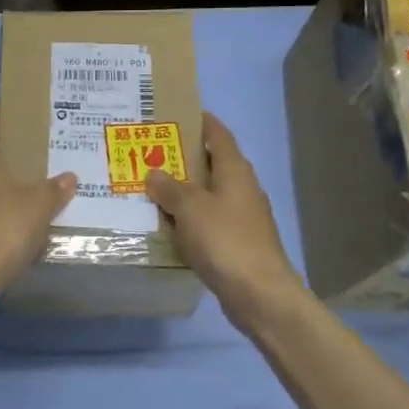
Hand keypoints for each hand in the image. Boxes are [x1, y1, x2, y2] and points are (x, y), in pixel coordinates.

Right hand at [145, 113, 303, 332]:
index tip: (175, 114)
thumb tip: (154, 173)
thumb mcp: (190, 208)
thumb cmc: (225, 240)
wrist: (259, 294)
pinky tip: (166, 227)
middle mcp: (241, 189)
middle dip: (182, 159)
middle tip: (148, 154)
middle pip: (211, 164)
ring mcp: (241, 218)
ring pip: (207, 196)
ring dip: (182, 192)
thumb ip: (169, 188)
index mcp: (235, 171)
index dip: (199, 121)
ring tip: (149, 189)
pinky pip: (207, 222)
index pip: (218, 134)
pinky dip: (188, 220)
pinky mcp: (236, 243)